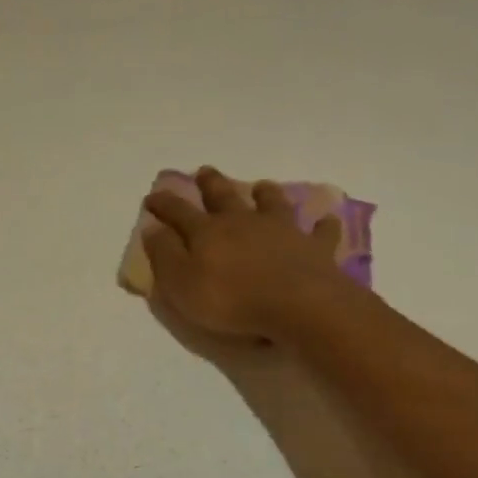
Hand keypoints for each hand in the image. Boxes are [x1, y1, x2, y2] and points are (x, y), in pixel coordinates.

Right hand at [143, 167, 348, 339]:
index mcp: (207, 232)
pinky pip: (320, 232)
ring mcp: (282, 231)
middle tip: (204, 172)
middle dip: (211, 184)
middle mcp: (243, 222)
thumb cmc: (230, 300)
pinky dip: (322, 225)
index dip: (163, 204)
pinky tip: (325, 220)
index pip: (178, 211)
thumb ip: (164, 254)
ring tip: (262, 186)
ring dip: (265, 194)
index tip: (151, 197)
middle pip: (224, 196)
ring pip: (272, 203)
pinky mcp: (314, 247)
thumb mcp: (181, 283)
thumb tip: (151, 228)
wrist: (298, 306)